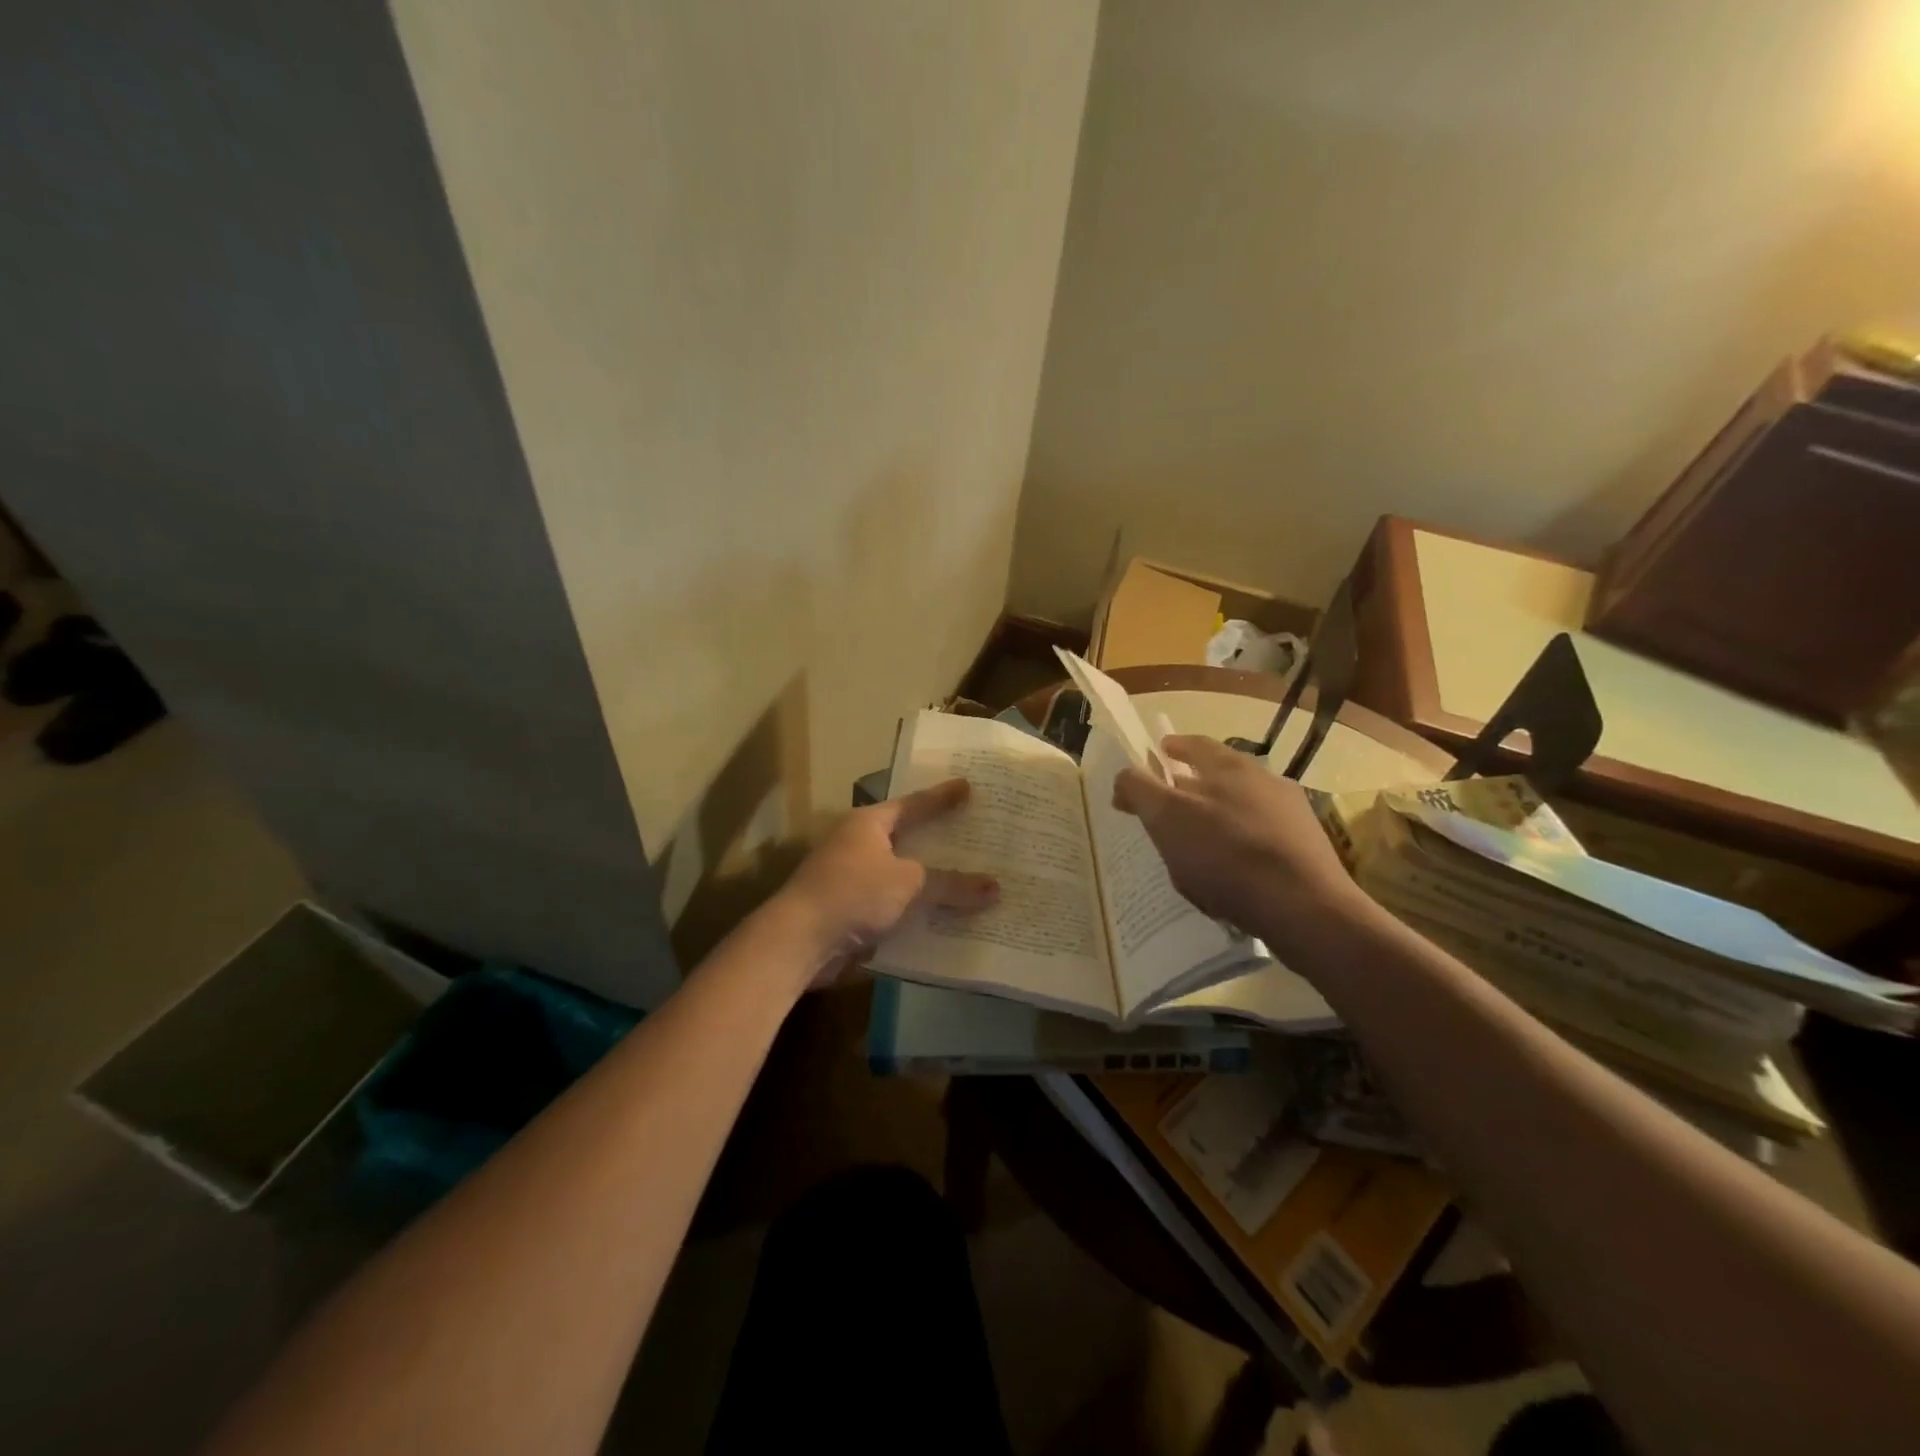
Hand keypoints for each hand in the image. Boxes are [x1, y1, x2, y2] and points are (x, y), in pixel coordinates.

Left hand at [779, 777, 998, 985]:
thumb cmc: (853, 894)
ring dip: (928, 881)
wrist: (798, 941)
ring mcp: (851, 878)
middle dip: (938, 841)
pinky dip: (915, 909)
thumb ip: (952, 885)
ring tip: (969, 880)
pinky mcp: (849, 910)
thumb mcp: (909, 884)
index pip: (914, 804)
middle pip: (907, 838)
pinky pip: (893, 905)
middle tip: (975, 835)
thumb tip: (996, 888)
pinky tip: (943, 919)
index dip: (942, 797)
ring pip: (900, 875)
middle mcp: (857, 844)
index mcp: (869, 823)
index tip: (968, 787)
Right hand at [1112, 735, 1361, 949]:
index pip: (1194, 744)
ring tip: (1192, 853)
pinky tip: (1225, 881)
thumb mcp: (1167, 818)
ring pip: (1239, 812)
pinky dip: (1237, 853)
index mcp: (1230, 766)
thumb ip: (1140, 790)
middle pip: (1217, 778)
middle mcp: (1265, 781)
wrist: (1306, 910)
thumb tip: (1125, 776)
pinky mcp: (1305, 852)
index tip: (1155, 755)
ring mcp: (1291, 816)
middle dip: (1189, 790)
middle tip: (1164, 812)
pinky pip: (1258, 844)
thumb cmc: (1227, 855)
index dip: (1170, 748)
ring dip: (1214, 824)